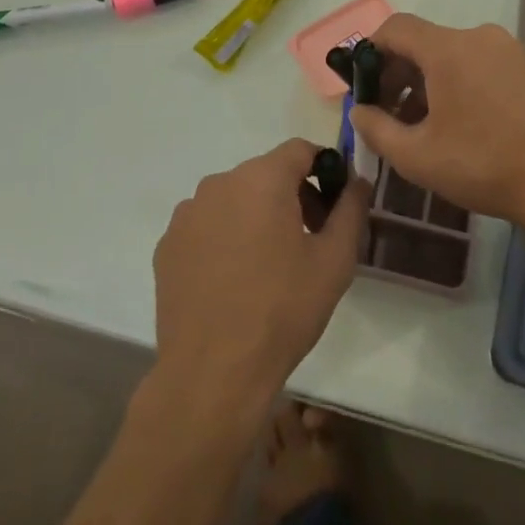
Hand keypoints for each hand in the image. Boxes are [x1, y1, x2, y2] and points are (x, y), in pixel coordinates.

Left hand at [152, 139, 367, 409]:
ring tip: (269, 265)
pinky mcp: (167, 244)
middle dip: (292, 195)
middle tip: (309, 239)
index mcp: (262, 178)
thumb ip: (350, 209)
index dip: (323, 169)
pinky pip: (206, 225)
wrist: (213, 374)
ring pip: (234, 198)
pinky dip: (224, 237)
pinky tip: (233, 280)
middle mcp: (220, 182)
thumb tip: (356, 181)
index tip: (334, 203)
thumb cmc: (282, 311)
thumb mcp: (334, 261)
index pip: (300, 150)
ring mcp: (188, 213)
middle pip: (266, 173)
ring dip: (256, 216)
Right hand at [347, 15, 524, 224]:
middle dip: (399, 73)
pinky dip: (460, 83)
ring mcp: (508, 50)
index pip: (396, 28)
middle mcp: (478, 36)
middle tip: (389, 113)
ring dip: (429, 82)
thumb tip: (358, 111)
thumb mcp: (417, 156)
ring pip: (453, 54)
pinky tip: (461, 123)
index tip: (363, 84)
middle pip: (425, 42)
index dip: (371, 51)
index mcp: (447, 48)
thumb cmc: (483, 165)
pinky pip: (480, 64)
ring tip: (423, 125)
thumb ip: (376, 129)